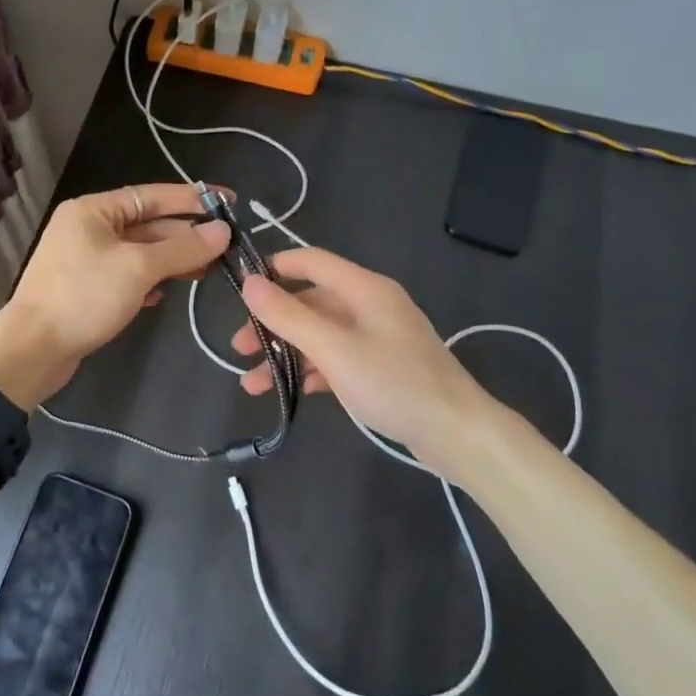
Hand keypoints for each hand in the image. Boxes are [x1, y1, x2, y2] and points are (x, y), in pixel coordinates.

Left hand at [0, 184, 229, 408]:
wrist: (32, 350)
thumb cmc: (84, 297)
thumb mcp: (138, 268)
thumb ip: (182, 248)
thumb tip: (223, 230)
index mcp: (94, 210)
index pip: (152, 195)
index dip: (193, 199)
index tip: (229, 203)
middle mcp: (88, 228)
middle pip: (148, 224)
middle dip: (186, 235)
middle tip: (228, 246)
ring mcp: (86, 259)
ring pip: (140, 253)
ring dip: (172, 261)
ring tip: (208, 270)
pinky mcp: (87, 289)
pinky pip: (127, 276)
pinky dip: (149, 282)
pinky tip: (166, 295)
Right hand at [229, 246, 503, 452]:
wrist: (457, 434)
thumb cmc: (393, 383)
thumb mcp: (333, 349)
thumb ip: (288, 316)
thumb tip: (249, 283)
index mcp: (364, 288)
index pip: (310, 260)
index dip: (274, 268)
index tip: (239, 288)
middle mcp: (370, 305)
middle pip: (310, 302)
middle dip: (272, 323)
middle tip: (239, 348)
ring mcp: (377, 336)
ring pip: (320, 334)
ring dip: (286, 354)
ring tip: (253, 384)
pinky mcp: (381, 366)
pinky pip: (336, 357)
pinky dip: (311, 370)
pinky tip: (291, 393)